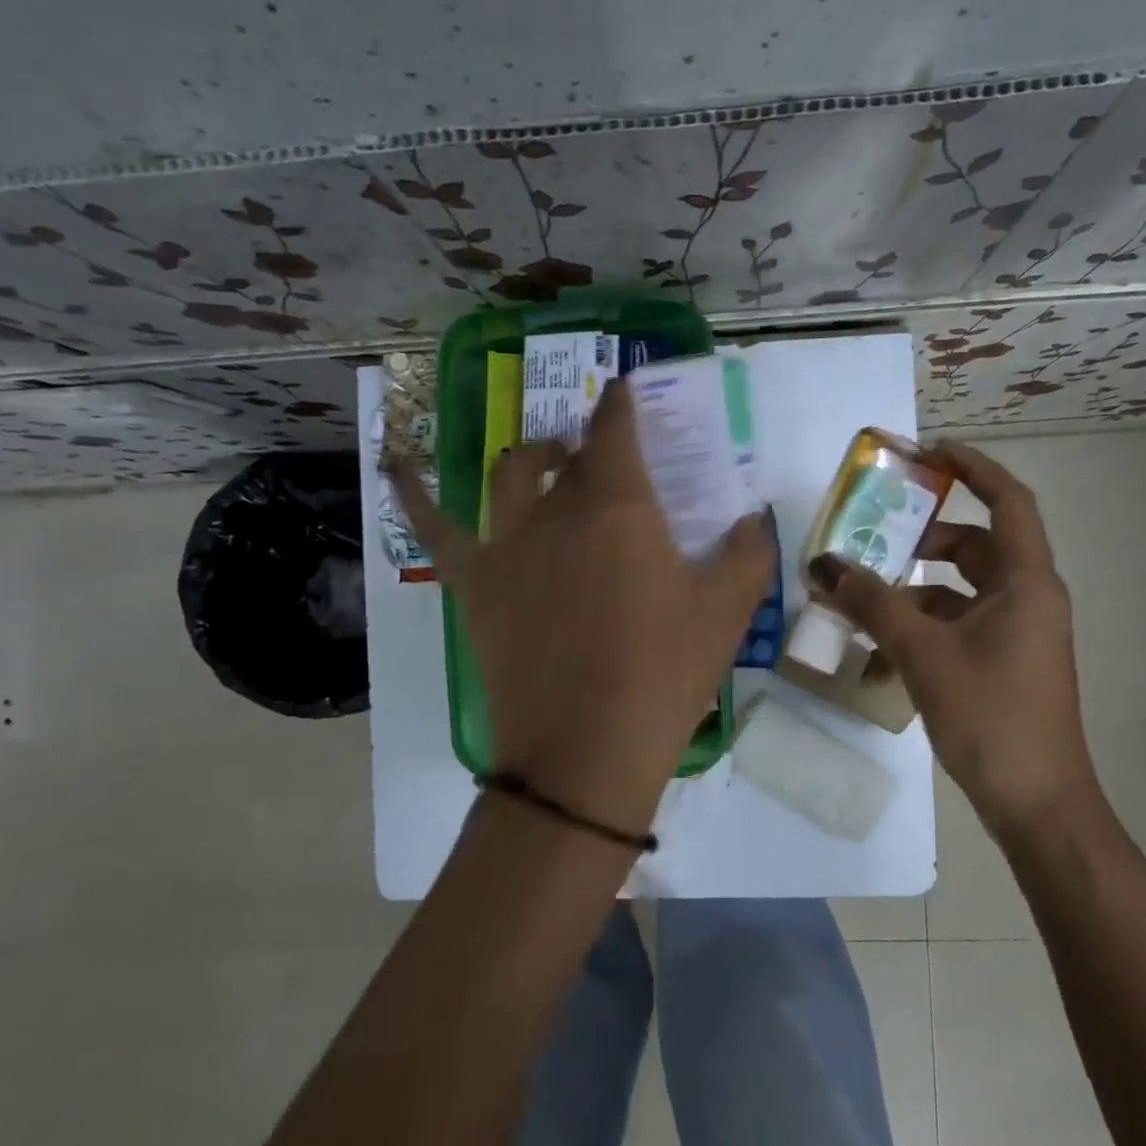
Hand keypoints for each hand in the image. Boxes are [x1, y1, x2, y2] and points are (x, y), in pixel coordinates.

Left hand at [391, 380, 773, 836]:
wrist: (585, 751)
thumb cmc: (662, 676)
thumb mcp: (727, 613)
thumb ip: (748, 552)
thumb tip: (750, 517)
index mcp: (619, 507)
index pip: (616, 429)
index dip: (622, 403)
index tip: (628, 394)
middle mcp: (557, 509)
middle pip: (569, 454)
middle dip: (589, 446)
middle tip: (608, 463)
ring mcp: (507, 544)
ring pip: (510, 473)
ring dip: (534, 459)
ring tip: (548, 465)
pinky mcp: (474, 583)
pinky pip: (433, 526)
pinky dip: (412, 490)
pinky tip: (396, 463)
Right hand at [809, 441, 1100, 841]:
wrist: (1036, 804)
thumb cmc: (989, 716)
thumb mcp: (922, 654)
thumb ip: (872, 604)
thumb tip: (824, 564)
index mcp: (1026, 582)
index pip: (1008, 501)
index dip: (972, 468)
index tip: (927, 452)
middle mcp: (1027, 599)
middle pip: (974, 546)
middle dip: (922, 542)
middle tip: (875, 540)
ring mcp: (1016, 634)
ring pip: (958, 593)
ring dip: (910, 597)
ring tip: (860, 609)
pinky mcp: (1001, 664)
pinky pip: (956, 630)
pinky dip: (919, 635)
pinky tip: (879, 666)